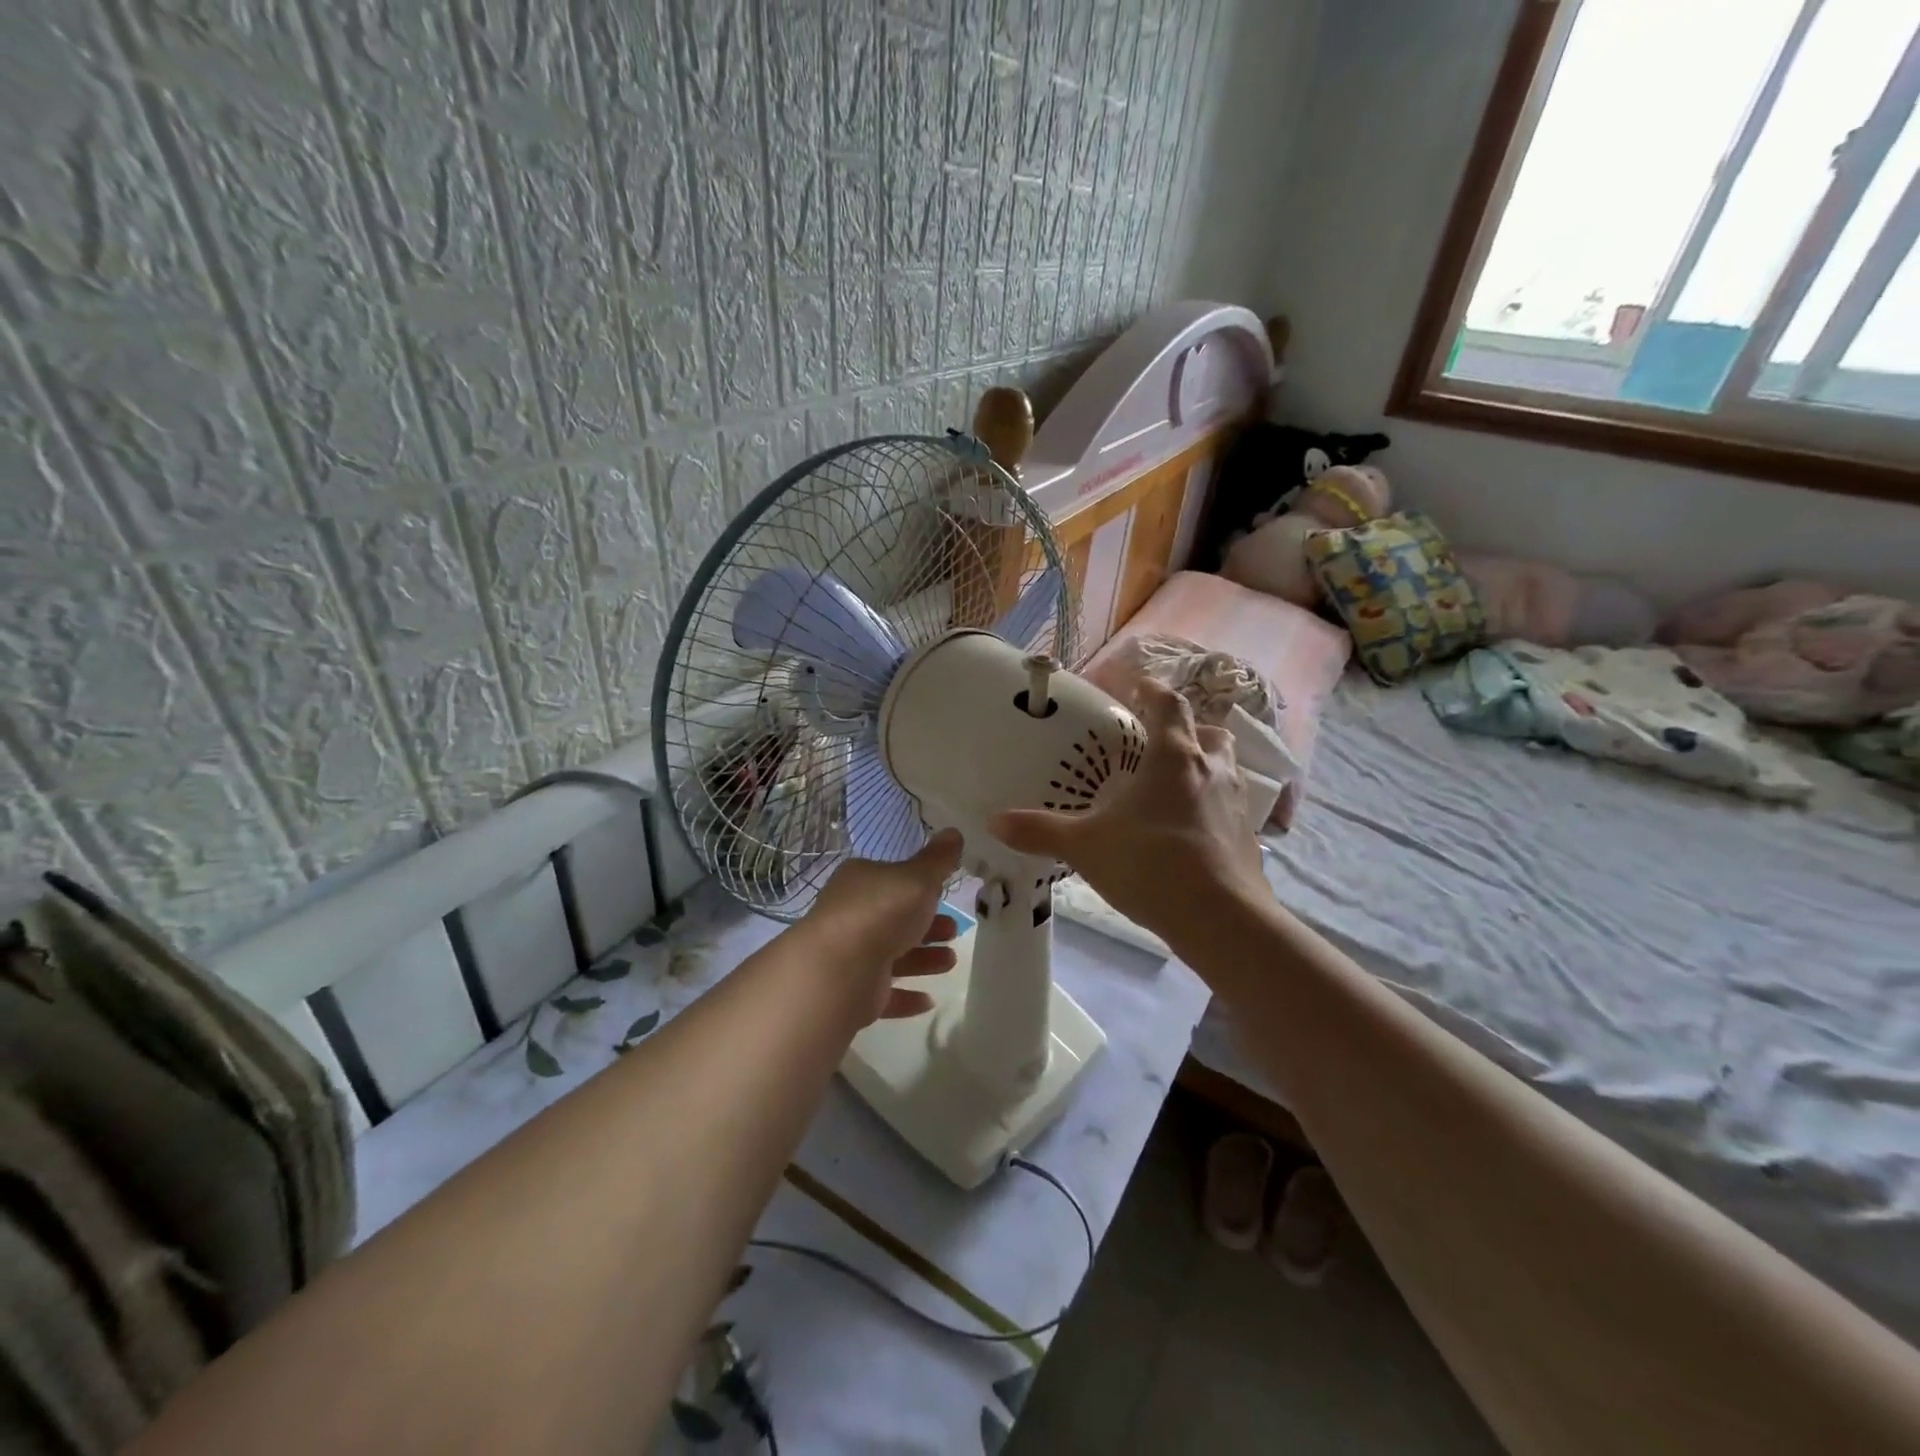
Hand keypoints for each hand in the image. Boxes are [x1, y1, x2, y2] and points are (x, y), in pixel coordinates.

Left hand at [800, 829, 963, 1024]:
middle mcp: (851, 915)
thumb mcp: (918, 877)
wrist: (840, 969)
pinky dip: (906, 995)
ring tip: (950, 962)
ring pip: (892, 955)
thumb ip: (937, 860)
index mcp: (860, 881)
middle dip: (927, 925)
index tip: (944, 895)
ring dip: (923, 959)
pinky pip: (884, 992)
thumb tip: (953, 832)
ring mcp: (850, 955)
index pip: (891, 879)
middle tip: (954, 931)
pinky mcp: (852, 992)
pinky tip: (928, 1000)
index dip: (919, 886)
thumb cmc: (882, 911)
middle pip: (894, 918)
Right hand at [988, 680, 1265, 945]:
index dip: (1152, 690)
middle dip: (1186, 730)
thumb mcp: (1086, 846)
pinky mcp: (1248, 837)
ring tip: (1171, 788)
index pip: (1169, 704)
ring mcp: (1236, 804)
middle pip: (1208, 731)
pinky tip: (1187, 832)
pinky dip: (1211, 808)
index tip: (1135, 687)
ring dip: (1202, 767)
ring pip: (1224, 768)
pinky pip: (1229, 807)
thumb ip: (1041, 830)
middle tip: (1157, 744)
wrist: (1221, 919)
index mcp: (1174, 757)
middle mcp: (1211, 770)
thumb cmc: (1151, 865)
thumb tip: (994, 820)